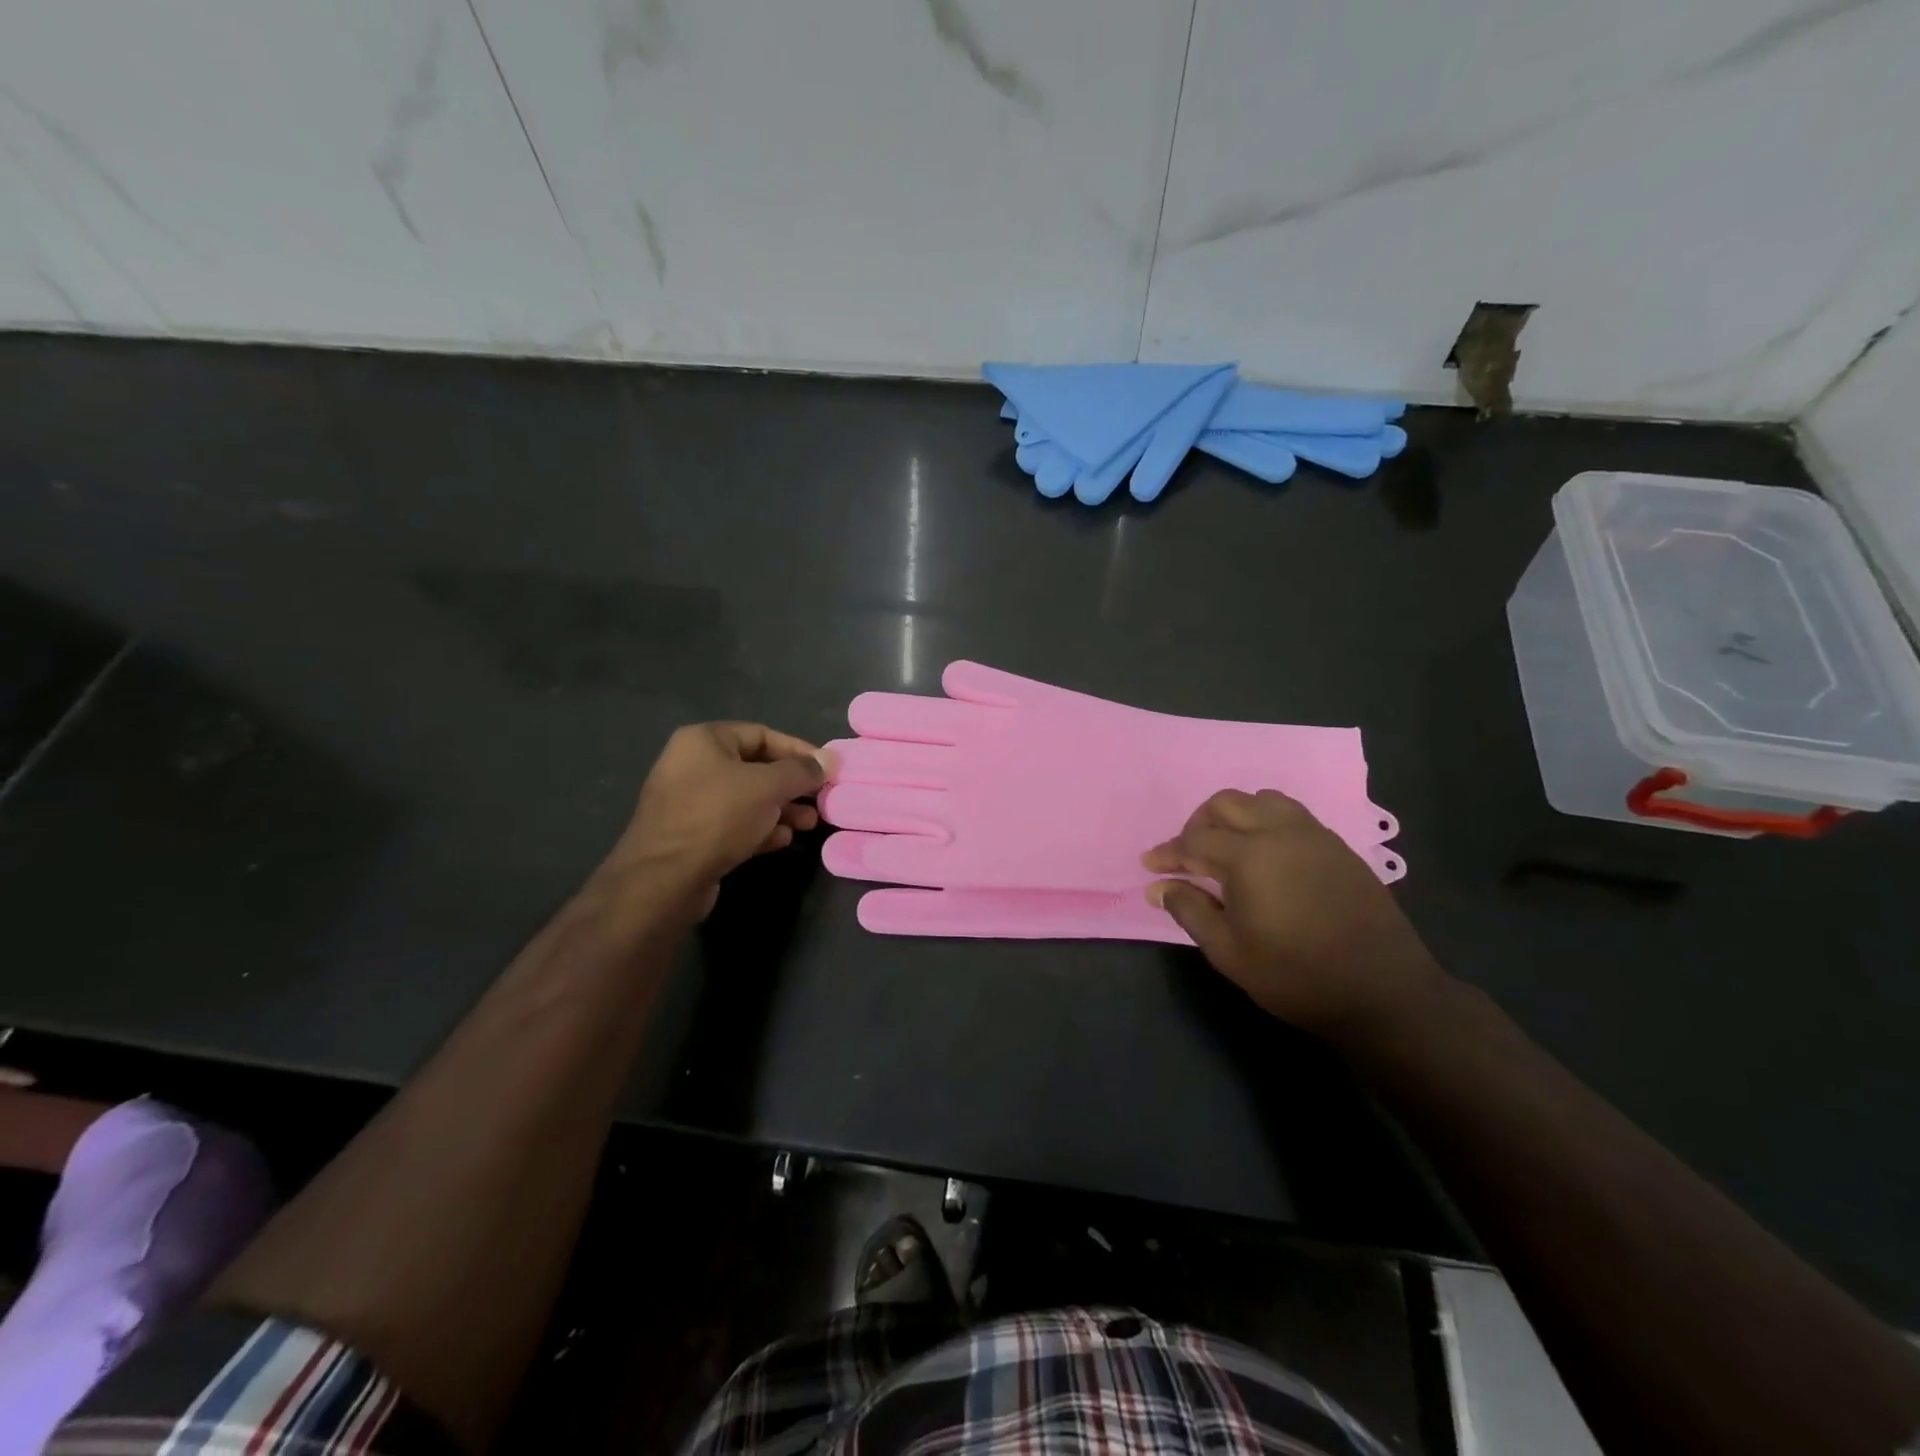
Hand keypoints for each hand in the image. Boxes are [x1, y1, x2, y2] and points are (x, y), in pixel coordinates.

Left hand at [598, 723, 828, 917]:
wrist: (665, 878)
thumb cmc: (717, 817)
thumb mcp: (768, 786)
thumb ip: (801, 770)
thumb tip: (828, 760)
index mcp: (704, 740)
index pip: (761, 734)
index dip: (798, 750)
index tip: (826, 769)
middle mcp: (692, 765)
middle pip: (755, 767)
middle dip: (791, 785)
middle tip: (821, 799)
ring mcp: (689, 801)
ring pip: (747, 798)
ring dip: (781, 809)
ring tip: (809, 823)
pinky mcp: (691, 835)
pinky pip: (733, 823)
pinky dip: (760, 828)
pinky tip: (783, 840)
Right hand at [1142, 789, 1443, 1038]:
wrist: (1383, 992)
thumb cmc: (1295, 976)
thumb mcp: (1229, 952)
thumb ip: (1190, 910)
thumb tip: (1159, 887)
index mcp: (1249, 856)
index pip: (1194, 841)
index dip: (1168, 853)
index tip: (1150, 866)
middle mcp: (1280, 832)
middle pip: (1226, 804)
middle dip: (1198, 824)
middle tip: (1187, 856)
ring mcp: (1314, 836)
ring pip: (1263, 801)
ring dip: (1235, 815)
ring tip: (1227, 848)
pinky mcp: (1338, 847)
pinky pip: (1292, 816)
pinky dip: (1266, 823)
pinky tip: (1266, 856)